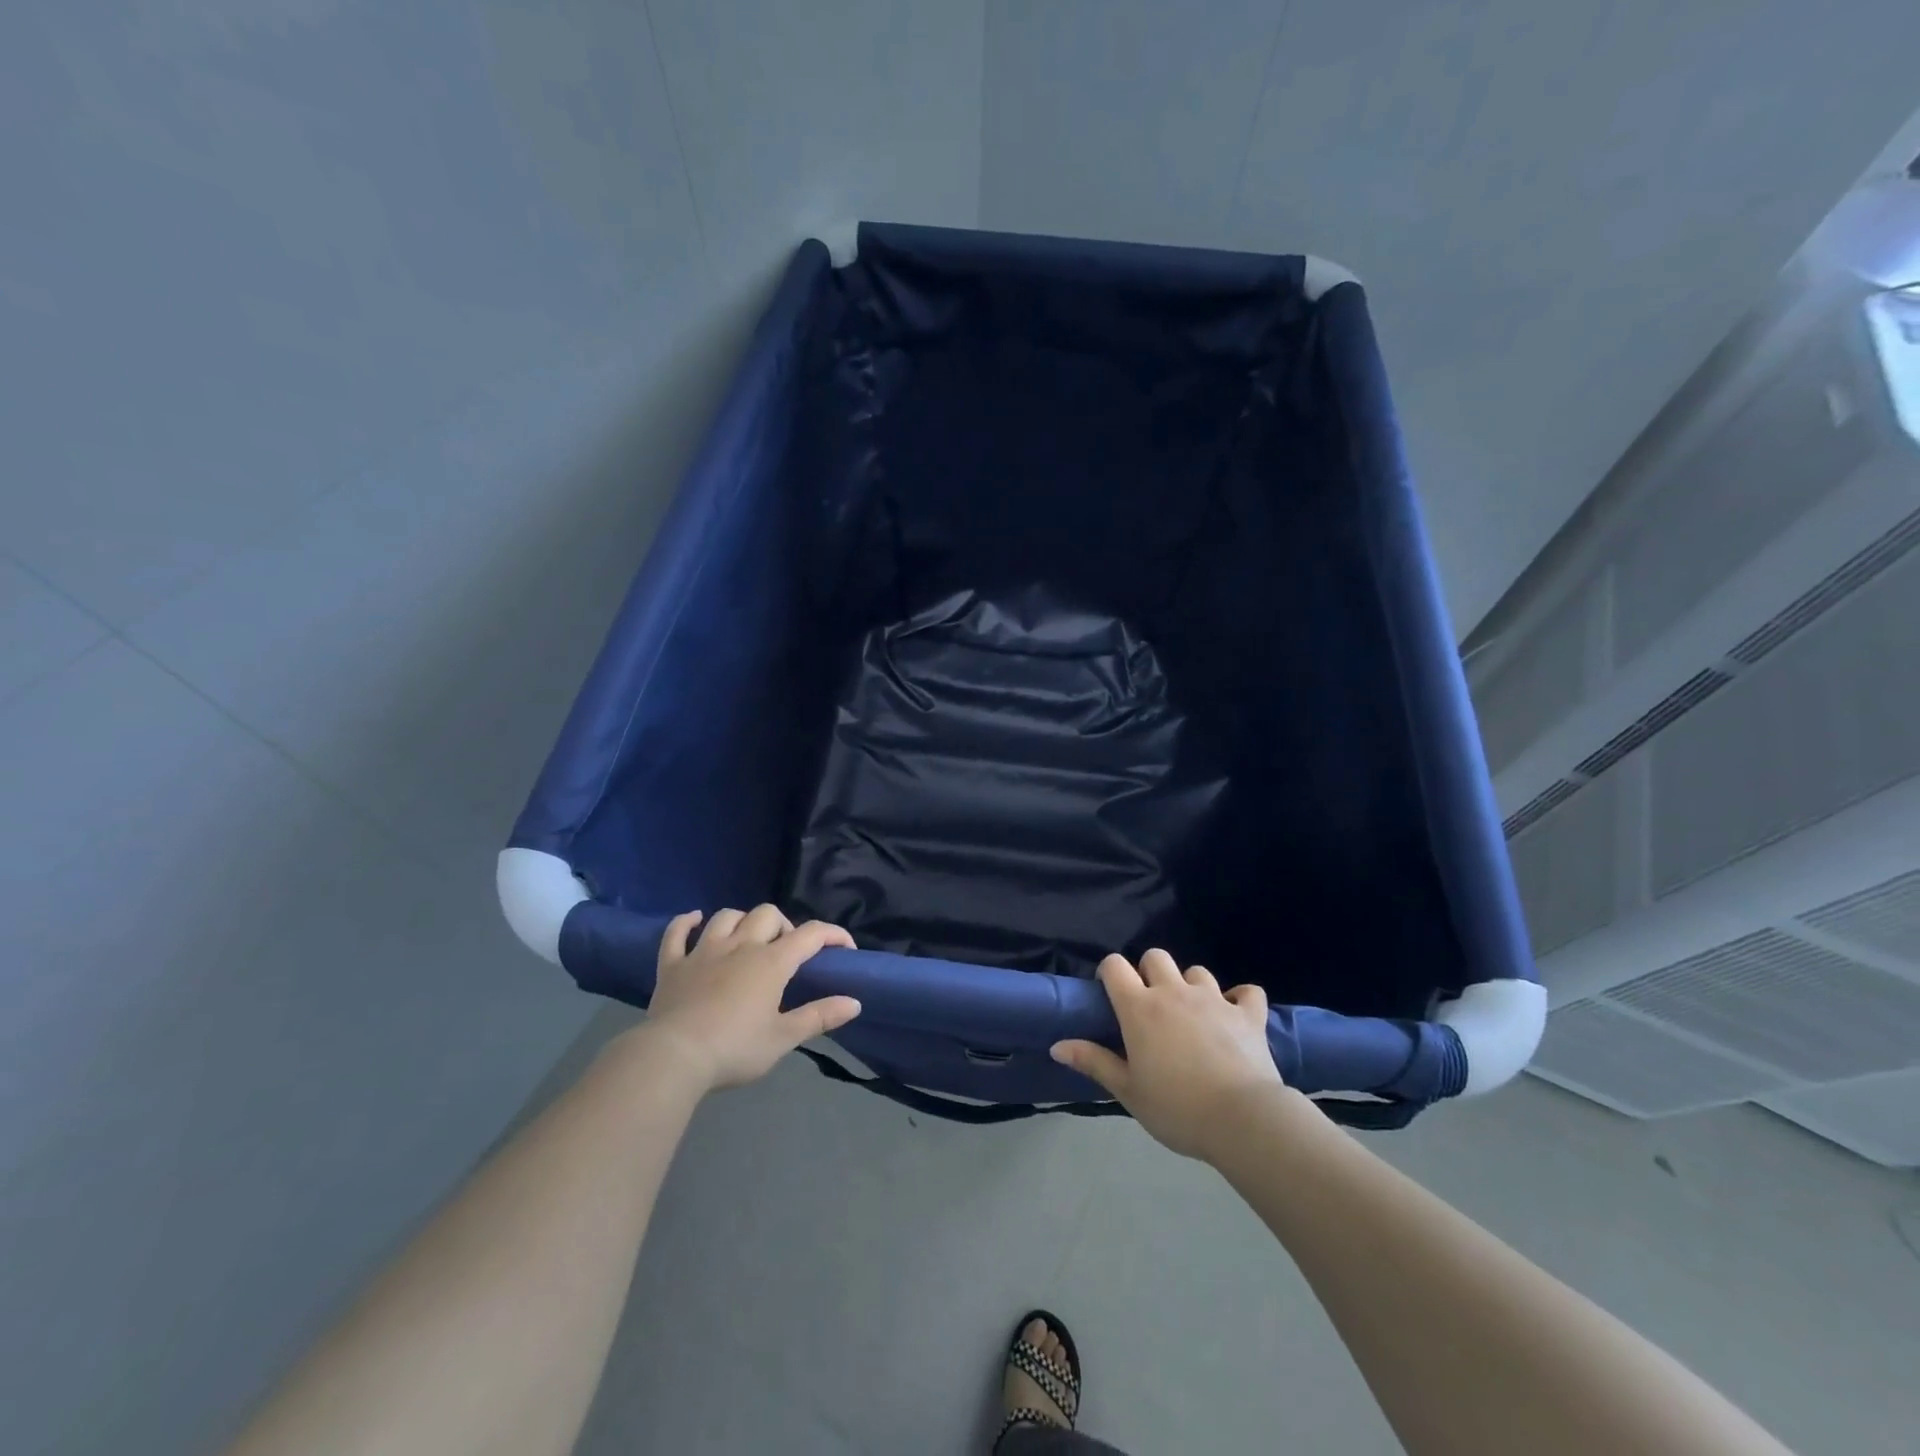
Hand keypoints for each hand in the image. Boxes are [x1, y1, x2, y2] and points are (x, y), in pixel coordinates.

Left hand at [638, 905, 860, 1092]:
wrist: (673, 1058)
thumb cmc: (734, 1049)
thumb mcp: (783, 1038)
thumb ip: (819, 1016)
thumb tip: (855, 1002)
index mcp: (771, 962)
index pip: (810, 934)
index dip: (832, 935)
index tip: (845, 948)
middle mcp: (740, 946)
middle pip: (767, 914)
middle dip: (783, 926)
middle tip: (786, 953)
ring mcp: (703, 952)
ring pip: (726, 916)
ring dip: (742, 921)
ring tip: (748, 939)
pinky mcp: (673, 965)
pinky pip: (677, 933)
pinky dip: (686, 922)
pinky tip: (695, 919)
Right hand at [1051, 949, 1289, 1161]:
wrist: (1242, 1119)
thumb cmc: (1176, 1107)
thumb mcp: (1127, 1090)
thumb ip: (1094, 1062)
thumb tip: (1056, 1046)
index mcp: (1140, 1008)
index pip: (1115, 966)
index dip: (1109, 972)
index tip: (1110, 994)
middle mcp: (1174, 992)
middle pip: (1156, 957)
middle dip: (1149, 972)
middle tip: (1151, 1005)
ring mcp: (1214, 999)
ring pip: (1197, 972)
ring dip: (1191, 986)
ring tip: (1192, 1014)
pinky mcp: (1249, 1014)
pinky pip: (1247, 992)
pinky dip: (1240, 999)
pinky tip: (1236, 1016)